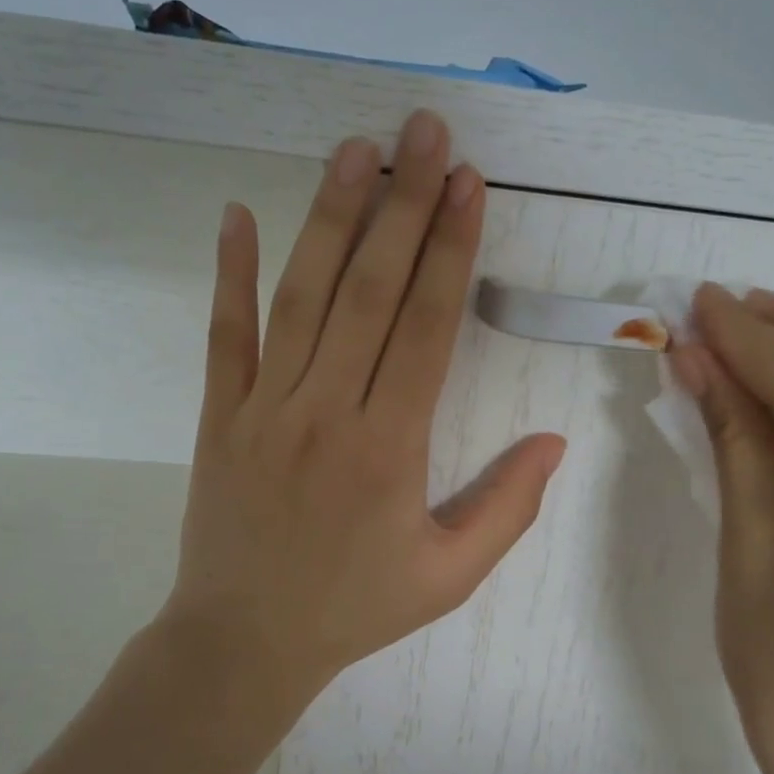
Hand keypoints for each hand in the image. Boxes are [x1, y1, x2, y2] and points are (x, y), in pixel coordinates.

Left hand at [163, 110, 565, 711]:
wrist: (242, 643)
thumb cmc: (353, 610)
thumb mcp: (448, 576)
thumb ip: (507, 509)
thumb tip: (554, 441)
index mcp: (389, 447)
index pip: (424, 327)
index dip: (449, 250)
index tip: (466, 183)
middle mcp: (326, 411)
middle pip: (368, 291)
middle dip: (402, 204)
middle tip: (424, 130)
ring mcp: (264, 408)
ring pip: (301, 297)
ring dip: (328, 217)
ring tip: (355, 149)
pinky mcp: (218, 416)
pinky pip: (223, 335)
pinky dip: (228, 273)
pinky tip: (237, 214)